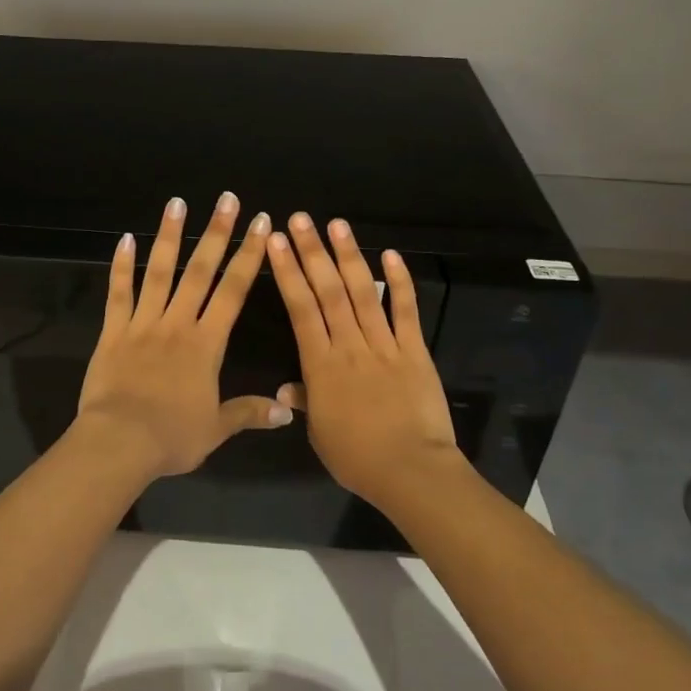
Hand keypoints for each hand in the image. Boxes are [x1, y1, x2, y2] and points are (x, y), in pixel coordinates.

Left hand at [75, 193, 288, 479]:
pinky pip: (118, 294)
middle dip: (216, 233)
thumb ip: (249, 413)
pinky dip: (121, 267)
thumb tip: (288, 412)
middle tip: (226, 199)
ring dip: (169, 236)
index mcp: (206, 343)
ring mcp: (142, 324)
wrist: (119, 442)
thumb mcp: (216, 429)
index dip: (249, 256)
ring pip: (159, 272)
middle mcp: (177, 323)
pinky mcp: (112, 332)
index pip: (233, 291)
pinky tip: (125, 240)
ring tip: (177, 203)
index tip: (260, 225)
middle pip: (200, 271)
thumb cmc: (171, 436)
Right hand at [267, 213, 461, 508]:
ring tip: (336, 225)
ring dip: (349, 256)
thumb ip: (305, 402)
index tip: (276, 243)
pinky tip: (391, 255)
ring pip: (362, 293)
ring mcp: (384, 345)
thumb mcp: (320, 434)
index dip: (287, 273)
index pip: (300, 309)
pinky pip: (405, 311)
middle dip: (312, 252)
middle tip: (300, 219)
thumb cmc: (357, 457)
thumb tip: (285, 389)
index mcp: (320, 364)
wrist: (411, 471)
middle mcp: (349, 345)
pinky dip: (398, 282)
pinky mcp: (414, 351)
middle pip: (327, 291)